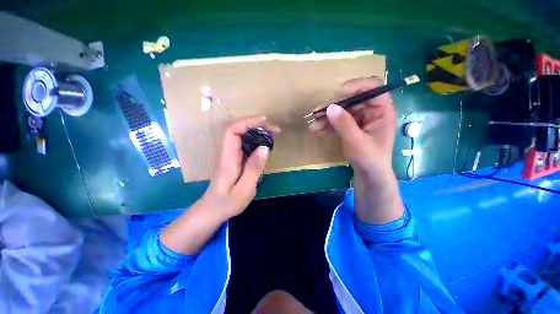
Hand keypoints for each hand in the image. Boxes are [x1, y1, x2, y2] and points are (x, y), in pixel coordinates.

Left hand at [205, 116, 279, 218]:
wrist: (213, 210)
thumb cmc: (227, 202)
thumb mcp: (244, 189)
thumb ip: (254, 168)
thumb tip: (265, 148)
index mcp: (228, 158)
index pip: (232, 130)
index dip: (247, 122)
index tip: (265, 122)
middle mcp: (227, 152)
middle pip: (237, 129)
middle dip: (256, 125)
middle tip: (275, 130)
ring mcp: (230, 155)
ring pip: (242, 135)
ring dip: (257, 131)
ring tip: (273, 135)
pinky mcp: (235, 159)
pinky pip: (245, 144)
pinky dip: (256, 141)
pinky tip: (266, 146)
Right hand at [309, 77, 403, 223]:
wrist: (368, 173)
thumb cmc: (370, 158)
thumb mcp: (357, 142)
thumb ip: (344, 124)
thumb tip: (330, 107)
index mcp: (381, 111)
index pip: (373, 88)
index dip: (357, 86)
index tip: (339, 92)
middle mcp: (370, 111)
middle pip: (350, 100)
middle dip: (332, 107)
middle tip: (317, 113)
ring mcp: (358, 119)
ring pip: (340, 111)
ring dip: (325, 118)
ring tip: (313, 126)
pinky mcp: (349, 126)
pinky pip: (337, 121)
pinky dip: (326, 125)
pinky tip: (317, 130)